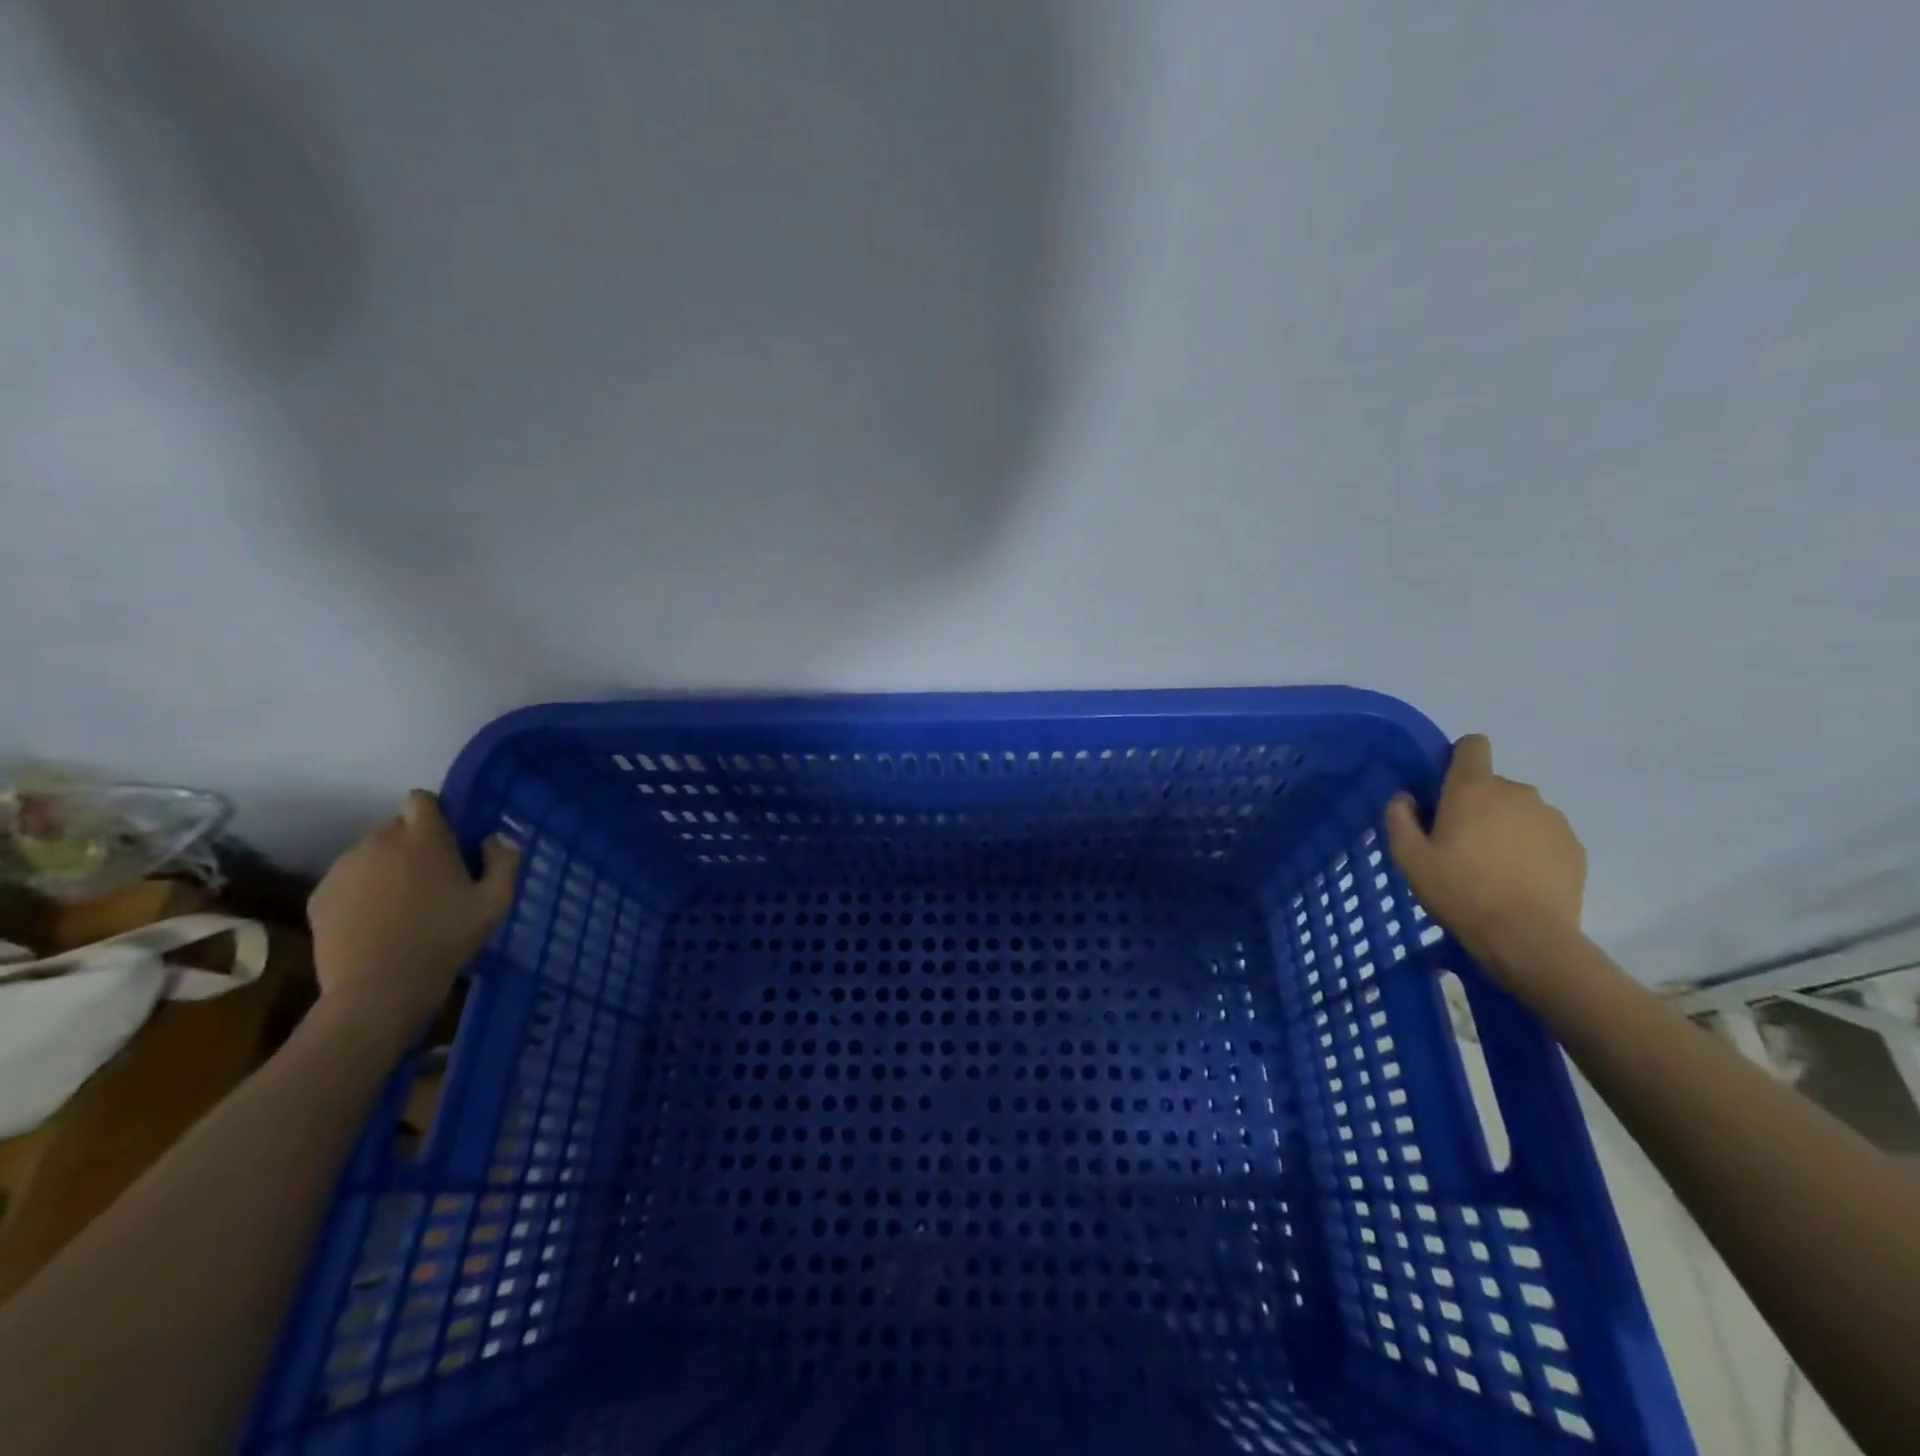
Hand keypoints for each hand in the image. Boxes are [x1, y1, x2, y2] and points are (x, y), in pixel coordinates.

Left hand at [308, 790, 519, 1046]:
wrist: (379, 988)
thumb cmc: (446, 939)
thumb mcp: (496, 902)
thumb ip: (504, 861)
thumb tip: (494, 839)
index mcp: (424, 838)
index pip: (421, 799)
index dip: (436, 812)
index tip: (449, 838)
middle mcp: (379, 842)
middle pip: (395, 826)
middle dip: (412, 843)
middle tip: (431, 877)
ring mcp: (344, 869)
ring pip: (369, 853)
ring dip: (386, 867)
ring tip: (401, 903)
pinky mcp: (320, 895)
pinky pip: (347, 880)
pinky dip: (362, 891)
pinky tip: (375, 920)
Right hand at [1384, 735, 1585, 976]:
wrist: (1527, 936)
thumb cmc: (1458, 890)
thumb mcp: (1408, 857)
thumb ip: (1400, 818)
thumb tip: (1407, 798)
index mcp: (1473, 788)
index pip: (1472, 746)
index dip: (1458, 759)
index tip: (1445, 788)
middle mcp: (1517, 792)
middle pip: (1493, 784)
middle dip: (1477, 805)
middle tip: (1459, 845)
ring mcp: (1551, 818)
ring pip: (1520, 811)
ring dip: (1505, 827)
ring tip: (1492, 867)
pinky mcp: (1574, 846)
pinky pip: (1544, 835)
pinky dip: (1530, 849)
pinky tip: (1518, 881)